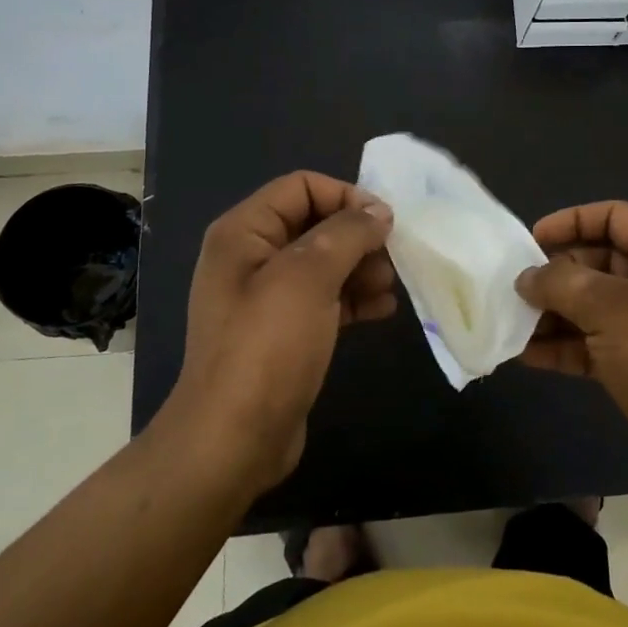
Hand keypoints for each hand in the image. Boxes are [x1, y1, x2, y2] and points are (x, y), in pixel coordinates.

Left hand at [162, 171, 395, 496]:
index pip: (301, 187)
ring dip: (361, 268)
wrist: (234, 439)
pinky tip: (383, 309)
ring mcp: (267, 298)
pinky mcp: (284, 332)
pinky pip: (325, 299)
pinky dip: (354, 299)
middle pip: (315, 224)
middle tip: (393, 257)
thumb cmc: (268, 346)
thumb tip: (378, 211)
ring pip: (324, 263)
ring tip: (390, 286)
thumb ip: (347, 233)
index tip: (385, 222)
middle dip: (357, 236)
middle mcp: (252, 257)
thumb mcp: (308, 277)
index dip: (345, 196)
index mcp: (244, 232)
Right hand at [515, 201, 627, 523]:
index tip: (531, 239)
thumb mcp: (612, 309)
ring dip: (553, 312)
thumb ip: (562, 283)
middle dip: (556, 272)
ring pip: (592, 306)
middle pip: (599, 261)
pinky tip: (526, 355)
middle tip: (514, 286)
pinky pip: (593, 344)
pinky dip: (562, 346)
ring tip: (511, 321)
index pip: (616, 216)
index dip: (573, 220)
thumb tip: (527, 278)